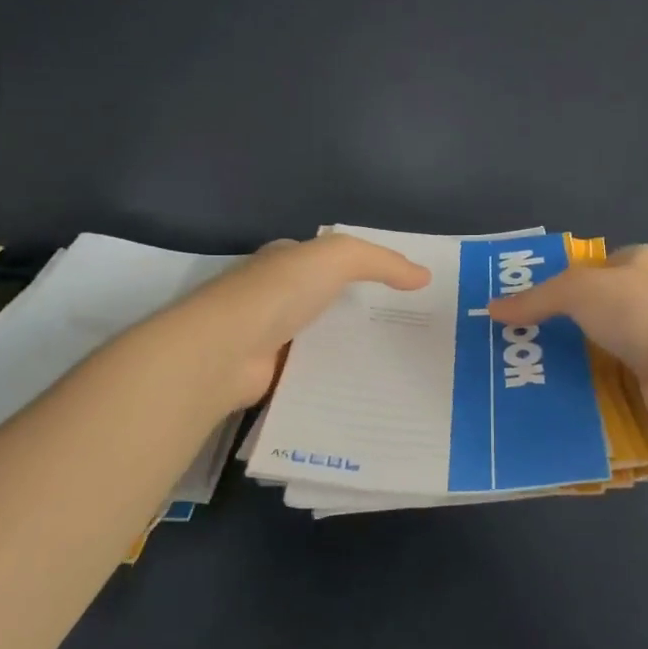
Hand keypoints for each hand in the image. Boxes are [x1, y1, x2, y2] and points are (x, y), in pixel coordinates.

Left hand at [165, 233, 430, 411]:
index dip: (367, 269)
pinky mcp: (271, 375)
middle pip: (329, 302)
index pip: (331, 261)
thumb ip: (381, 263)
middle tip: (411, 331)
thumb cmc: (278, 292)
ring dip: (352, 350)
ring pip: (323, 340)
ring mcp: (271, 336)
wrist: (224, 351)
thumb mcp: (337, 258)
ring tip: (400, 364)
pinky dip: (336, 381)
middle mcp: (277, 295)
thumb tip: (424, 275)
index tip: (407, 289)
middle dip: (364, 314)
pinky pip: (313, 375)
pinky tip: (369, 390)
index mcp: (286, 261)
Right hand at [486, 244, 647, 429]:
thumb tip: (492, 308)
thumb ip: (535, 299)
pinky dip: (590, 385)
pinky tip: (559, 393)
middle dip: (564, 322)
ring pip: (603, 345)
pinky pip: (612, 378)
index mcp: (641, 262)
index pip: (596, 266)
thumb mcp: (575, 290)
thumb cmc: (636, 310)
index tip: (531, 301)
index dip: (564, 279)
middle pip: (597, 307)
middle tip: (522, 338)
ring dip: (575, 357)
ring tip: (530, 369)